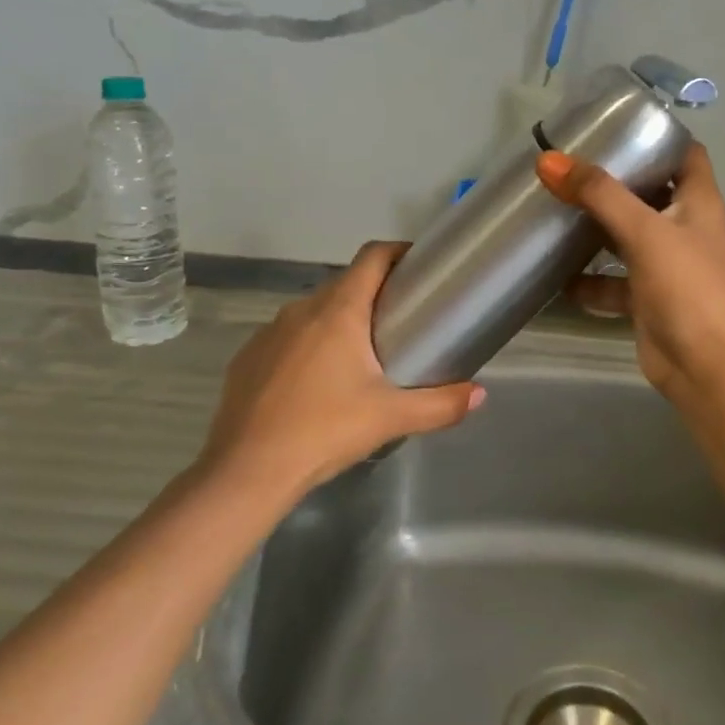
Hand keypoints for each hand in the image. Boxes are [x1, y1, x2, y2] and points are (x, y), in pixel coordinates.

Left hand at [200, 242, 484, 501]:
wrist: (246, 471)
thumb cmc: (324, 431)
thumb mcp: (390, 418)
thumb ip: (440, 404)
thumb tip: (479, 396)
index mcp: (339, 311)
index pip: (372, 258)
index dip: (398, 252)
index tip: (419, 266)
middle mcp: (301, 309)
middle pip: (345, 285)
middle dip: (374, 294)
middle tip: (401, 322)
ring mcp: (268, 332)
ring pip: (314, 313)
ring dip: (339, 323)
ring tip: (361, 357)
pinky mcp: (247, 358)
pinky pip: (287, 339)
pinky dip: (307, 347)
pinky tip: (315, 385)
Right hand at [536, 143, 724, 402]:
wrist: (708, 367)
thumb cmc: (688, 286)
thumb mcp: (644, 231)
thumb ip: (598, 194)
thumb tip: (549, 160)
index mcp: (698, 202)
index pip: (685, 154)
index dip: (658, 136)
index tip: (615, 125)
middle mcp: (685, 229)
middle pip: (648, 193)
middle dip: (612, 182)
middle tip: (568, 166)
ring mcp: (667, 267)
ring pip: (627, 238)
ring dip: (596, 230)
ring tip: (553, 212)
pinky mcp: (648, 301)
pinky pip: (613, 283)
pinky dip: (589, 280)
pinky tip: (557, 277)